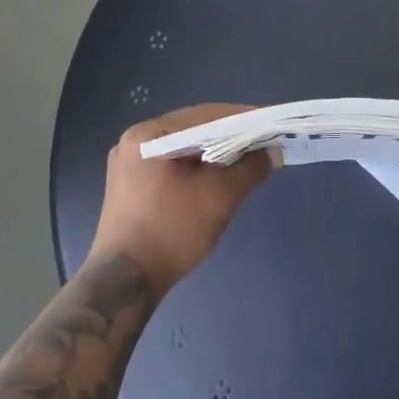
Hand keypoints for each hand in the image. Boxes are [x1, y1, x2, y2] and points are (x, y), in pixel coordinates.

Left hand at [90, 104, 275, 292]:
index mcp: (148, 135)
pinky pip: (172, 164)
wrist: (125, 283)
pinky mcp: (131, 185)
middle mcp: (134, 141)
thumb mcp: (219, 198)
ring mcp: (129, 164)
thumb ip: (250, 169)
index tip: (272, 123)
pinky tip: (218, 177)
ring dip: (215, 152)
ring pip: (183, 148)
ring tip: (247, 159)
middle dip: (230, 135)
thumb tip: (272, 152)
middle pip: (193, 129)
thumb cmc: (171, 232)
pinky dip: (197, 167)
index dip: (243, 118)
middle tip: (264, 141)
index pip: (205, 115)